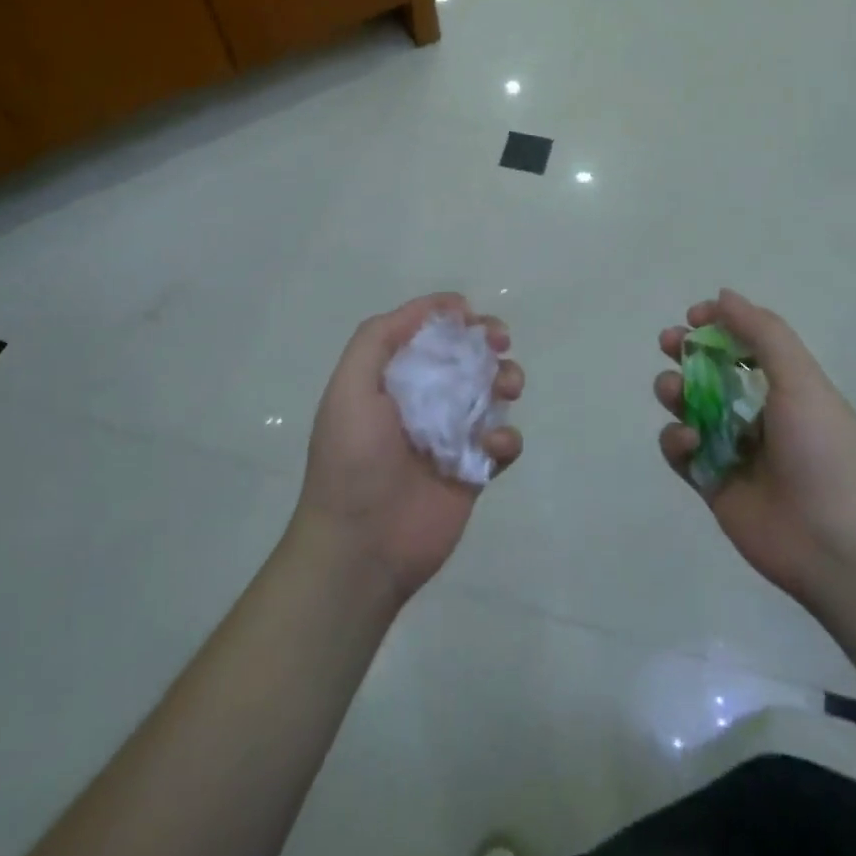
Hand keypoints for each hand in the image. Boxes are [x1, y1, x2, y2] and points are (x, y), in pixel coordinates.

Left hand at [294, 293, 523, 603]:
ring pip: (491, 394)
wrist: (361, 548)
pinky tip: (493, 445)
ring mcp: (451, 436)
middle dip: (487, 343)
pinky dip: (507, 437)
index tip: (471, 314)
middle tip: (499, 343)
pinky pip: (503, 442)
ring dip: (505, 380)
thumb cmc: (352, 460)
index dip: (451, 318)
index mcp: (392, 379)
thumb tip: (433, 307)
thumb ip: (378, 338)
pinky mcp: (474, 470)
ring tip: (506, 387)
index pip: (427, 335)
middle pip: (466, 358)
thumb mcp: (349, 387)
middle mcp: (424, 401)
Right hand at [654, 290, 855, 603]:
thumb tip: (723, 295)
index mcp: (785, 386)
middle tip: (668, 343)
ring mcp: (733, 450)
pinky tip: (688, 442)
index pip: (744, 344)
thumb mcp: (801, 379)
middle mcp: (757, 413)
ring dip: (675, 390)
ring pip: (690, 408)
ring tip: (673, 391)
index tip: (694, 316)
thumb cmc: (823, 450)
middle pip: (711, 372)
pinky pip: (681, 452)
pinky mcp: (712, 484)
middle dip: (686, 352)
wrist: (837, 544)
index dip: (718, 325)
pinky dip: (676, 440)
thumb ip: (763, 333)